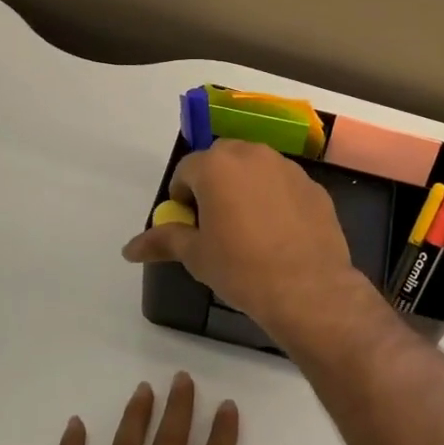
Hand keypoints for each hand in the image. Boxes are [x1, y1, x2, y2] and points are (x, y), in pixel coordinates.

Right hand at [121, 140, 369, 339]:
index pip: (186, 170)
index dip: (182, 197)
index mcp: (217, 166)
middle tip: (216, 222)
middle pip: (222, 160)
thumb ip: (163, 241)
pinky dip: (276, 199)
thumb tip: (129, 249)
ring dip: (246, 187)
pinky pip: (284, 185)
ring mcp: (289, 169)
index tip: (189, 225)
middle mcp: (253, 155)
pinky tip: (279, 234)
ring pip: (256, 168)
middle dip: (213, 183)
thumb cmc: (242, 269)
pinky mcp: (314, 187)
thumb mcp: (196, 256)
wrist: (308, 289)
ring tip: (249, 227)